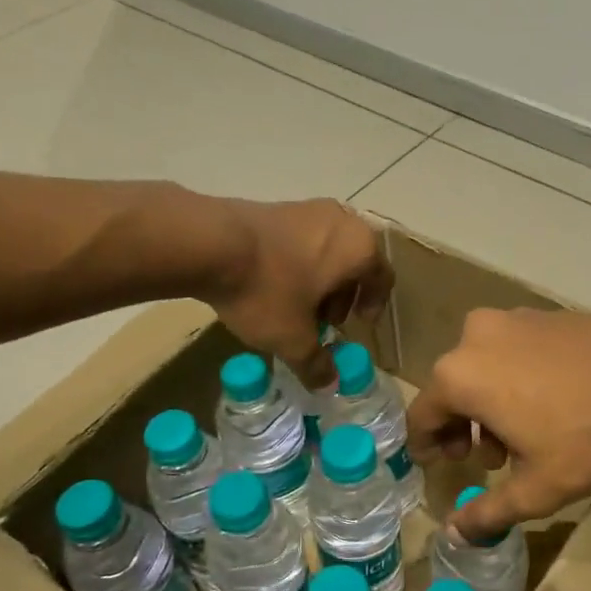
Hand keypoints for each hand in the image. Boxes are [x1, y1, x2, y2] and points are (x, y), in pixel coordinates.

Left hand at [205, 199, 392, 388]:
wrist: (207, 243)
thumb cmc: (267, 290)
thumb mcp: (293, 339)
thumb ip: (316, 363)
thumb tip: (329, 384)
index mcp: (360, 248)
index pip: (383, 278)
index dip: (373, 305)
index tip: (357, 325)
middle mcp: (341, 221)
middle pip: (355, 262)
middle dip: (343, 295)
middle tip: (325, 321)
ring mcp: (307, 209)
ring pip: (327, 250)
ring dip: (320, 280)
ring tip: (296, 307)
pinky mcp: (276, 207)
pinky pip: (301, 240)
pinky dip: (298, 263)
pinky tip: (272, 286)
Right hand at [408, 308, 590, 538]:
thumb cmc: (585, 435)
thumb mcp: (535, 487)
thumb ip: (486, 513)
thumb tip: (453, 535)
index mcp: (458, 375)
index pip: (421, 416)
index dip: (426, 446)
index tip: (439, 466)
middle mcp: (473, 337)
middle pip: (451, 389)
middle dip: (463, 428)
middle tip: (489, 461)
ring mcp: (511, 318)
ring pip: (482, 368)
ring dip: (489, 404)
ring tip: (522, 438)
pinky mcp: (543, 313)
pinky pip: (511, 351)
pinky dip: (513, 378)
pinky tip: (548, 404)